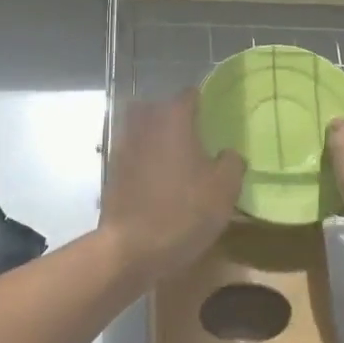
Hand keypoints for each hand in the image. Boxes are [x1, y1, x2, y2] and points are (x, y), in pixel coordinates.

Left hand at [100, 91, 244, 282]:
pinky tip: (157, 179)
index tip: (214, 116)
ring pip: (142, 128)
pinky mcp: (112, 170)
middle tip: (195, 136)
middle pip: (160, 107)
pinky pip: (132, 152)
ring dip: (156, 137)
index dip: (202, 102)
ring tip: (176, 158)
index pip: (188, 95)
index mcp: (174, 119)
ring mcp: (123, 146)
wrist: (131, 247)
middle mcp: (145, 123)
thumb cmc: (183, 212)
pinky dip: (143, 158)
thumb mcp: (224, 189)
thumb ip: (232, 162)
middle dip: (175, 117)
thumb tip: (227, 154)